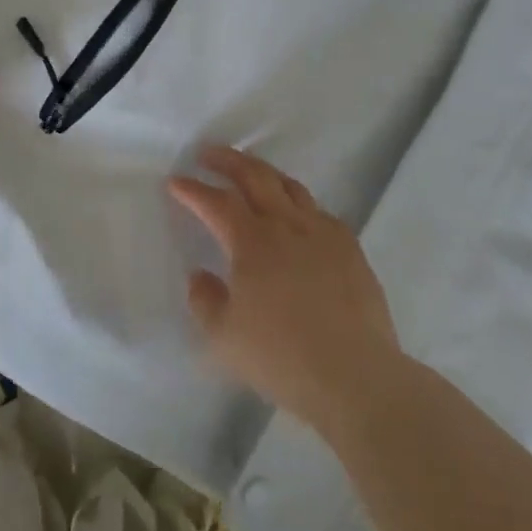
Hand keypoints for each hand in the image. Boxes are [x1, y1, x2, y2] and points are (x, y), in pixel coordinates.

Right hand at [171, 147, 401, 434]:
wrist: (356, 376)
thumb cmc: (282, 358)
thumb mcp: (224, 338)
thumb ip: (205, 301)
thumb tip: (200, 275)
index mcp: (252, 242)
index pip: (216, 202)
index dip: (193, 190)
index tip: (175, 181)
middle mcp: (287, 225)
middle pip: (255, 177)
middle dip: (228, 160)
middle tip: (208, 154)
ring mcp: (322, 233)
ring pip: (290, 186)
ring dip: (263, 173)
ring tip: (250, 172)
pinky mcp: (350, 248)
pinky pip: (318, 210)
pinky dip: (297, 202)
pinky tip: (295, 214)